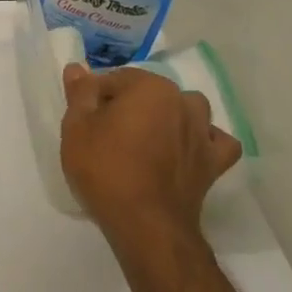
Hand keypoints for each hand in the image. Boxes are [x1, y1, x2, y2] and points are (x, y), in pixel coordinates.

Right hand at [60, 64, 242, 291]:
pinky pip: (215, 141)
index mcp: (149, 87)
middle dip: (130, 106)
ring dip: (169, 117)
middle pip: (149, 93)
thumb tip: (77, 67)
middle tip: (107, 135)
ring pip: (186, 110)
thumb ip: (80, 93)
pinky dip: (203, 142)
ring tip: (147, 141)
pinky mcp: (215, 162)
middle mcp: (182, 101)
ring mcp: (203, 132)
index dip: (94, 97)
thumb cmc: (105, 170)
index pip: (114, 79)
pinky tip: (186, 151)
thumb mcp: (76, 129)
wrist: (145, 224)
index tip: (84, 120)